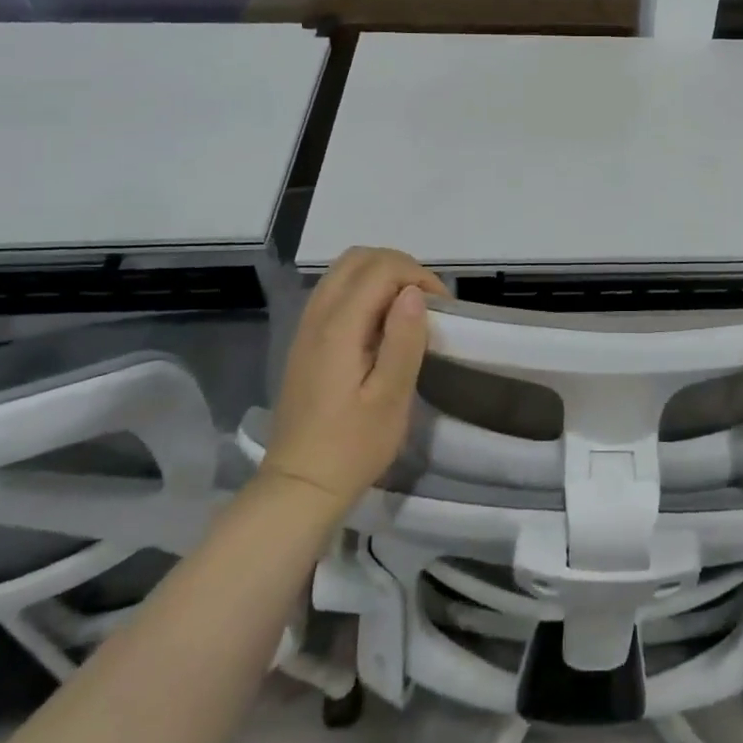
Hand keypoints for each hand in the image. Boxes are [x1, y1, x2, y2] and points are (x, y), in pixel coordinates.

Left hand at [262, 247, 448, 509]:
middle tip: (426, 301)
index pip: (380, 269)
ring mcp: (306, 327)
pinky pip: (335, 292)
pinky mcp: (306, 341)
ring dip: (381, 276)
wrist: (301, 485)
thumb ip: (404, 340)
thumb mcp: (391, 398)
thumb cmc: (353, 446)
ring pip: (343, 271)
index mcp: (339, 328)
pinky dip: (364, 290)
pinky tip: (382, 324)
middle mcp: (317, 316)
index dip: (417, 276)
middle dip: (399, 267)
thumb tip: (414, 293)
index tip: (441, 309)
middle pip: (358, 258)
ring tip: (408, 309)